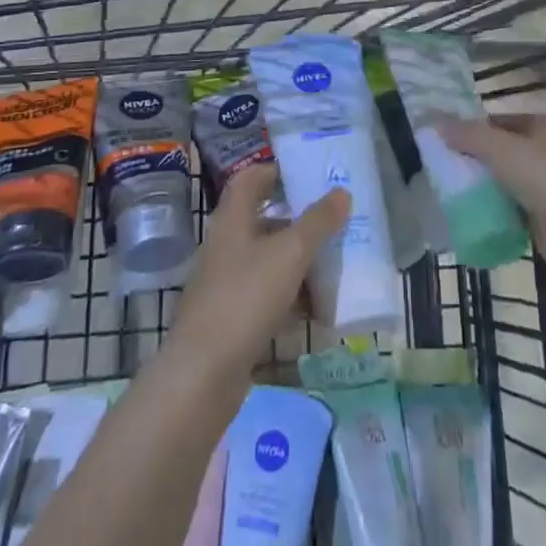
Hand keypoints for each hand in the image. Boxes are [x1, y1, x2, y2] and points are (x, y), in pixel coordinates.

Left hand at [170, 164, 348, 378]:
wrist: (203, 374)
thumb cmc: (245, 298)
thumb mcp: (290, 254)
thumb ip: (317, 222)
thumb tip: (342, 192)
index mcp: (233, 219)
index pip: (250, 179)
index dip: (275, 172)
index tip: (307, 175)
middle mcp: (227, 245)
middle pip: (264, 221)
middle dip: (299, 223)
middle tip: (333, 223)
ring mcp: (227, 283)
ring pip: (269, 261)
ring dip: (299, 263)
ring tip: (334, 268)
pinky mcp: (232, 318)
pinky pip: (267, 296)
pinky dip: (291, 298)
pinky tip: (317, 312)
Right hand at [442, 114, 545, 287]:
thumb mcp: (505, 150)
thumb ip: (468, 136)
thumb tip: (433, 123)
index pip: (502, 115)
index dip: (472, 122)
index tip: (440, 134)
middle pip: (502, 146)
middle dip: (472, 154)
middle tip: (437, 160)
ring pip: (505, 177)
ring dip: (479, 182)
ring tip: (444, 185)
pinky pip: (510, 205)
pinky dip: (491, 207)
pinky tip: (465, 211)